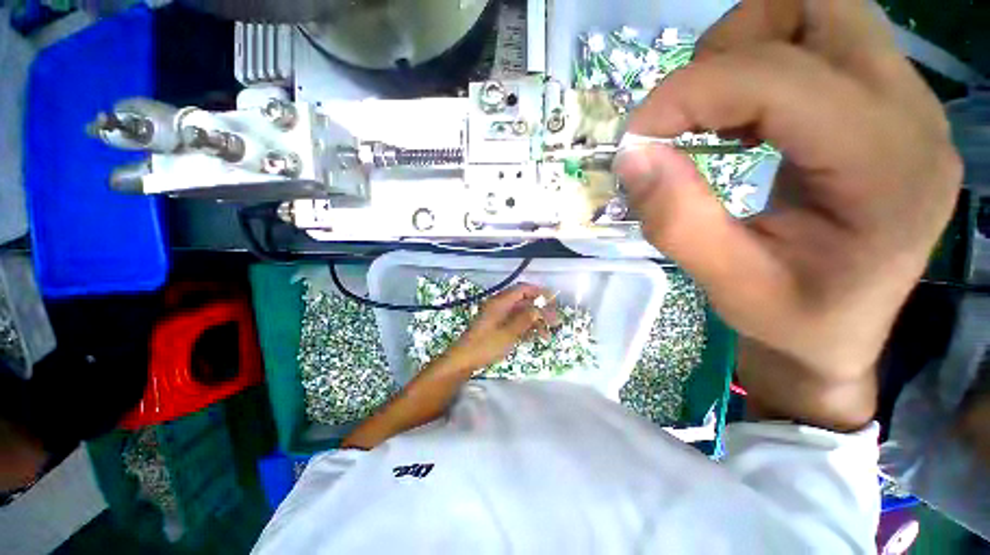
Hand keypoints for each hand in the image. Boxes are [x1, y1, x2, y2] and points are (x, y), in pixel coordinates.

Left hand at [447, 283, 557, 371]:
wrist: (465, 359)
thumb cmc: (486, 345)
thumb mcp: (508, 333)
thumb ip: (525, 319)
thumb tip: (539, 309)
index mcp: (500, 302)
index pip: (522, 289)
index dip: (538, 292)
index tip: (553, 300)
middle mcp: (500, 305)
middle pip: (524, 301)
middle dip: (540, 310)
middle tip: (555, 320)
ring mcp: (498, 316)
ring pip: (521, 313)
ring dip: (535, 321)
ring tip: (548, 334)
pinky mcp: (498, 326)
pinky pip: (516, 322)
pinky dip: (526, 328)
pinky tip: (536, 337)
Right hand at [614, 0, 961, 430]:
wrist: (841, 331)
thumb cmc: (792, 320)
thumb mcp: (727, 285)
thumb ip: (676, 221)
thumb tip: (633, 156)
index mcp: (886, 169)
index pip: (779, 79)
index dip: (688, 94)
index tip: (635, 137)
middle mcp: (912, 114)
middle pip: (816, 8)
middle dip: (729, 46)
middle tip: (687, 112)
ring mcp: (908, 101)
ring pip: (819, 11)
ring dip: (746, 48)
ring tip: (714, 115)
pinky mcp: (889, 103)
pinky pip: (822, 42)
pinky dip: (764, 63)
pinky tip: (747, 120)